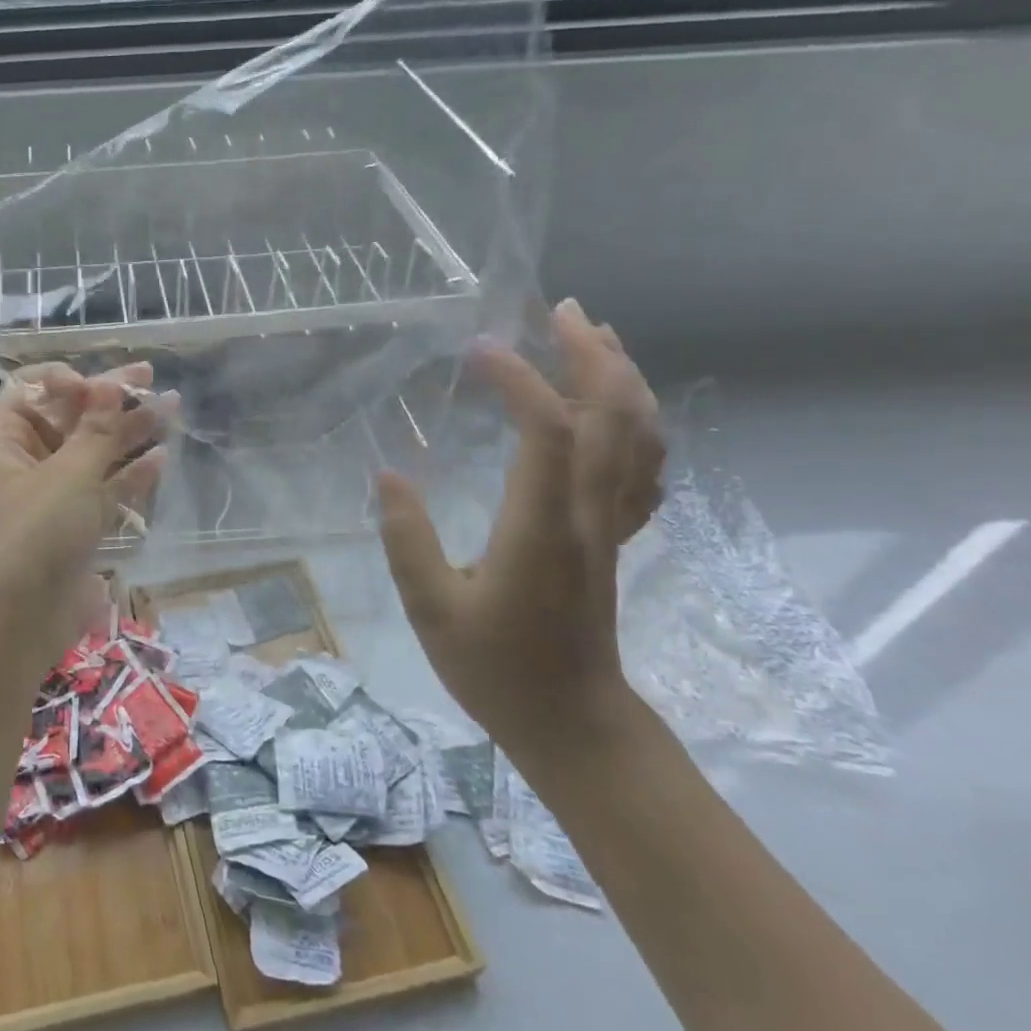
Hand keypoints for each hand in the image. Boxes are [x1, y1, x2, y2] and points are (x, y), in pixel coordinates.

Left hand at [0, 362, 171, 663]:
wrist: (18, 622)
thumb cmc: (34, 534)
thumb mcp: (68, 475)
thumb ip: (97, 430)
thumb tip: (112, 383)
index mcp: (6, 439)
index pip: (30, 389)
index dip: (65, 379)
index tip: (99, 384)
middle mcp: (27, 462)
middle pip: (69, 418)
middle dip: (109, 399)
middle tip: (150, 379)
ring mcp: (53, 496)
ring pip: (93, 453)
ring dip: (128, 433)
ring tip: (171, 409)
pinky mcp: (76, 526)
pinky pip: (105, 490)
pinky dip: (130, 475)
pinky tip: (160, 459)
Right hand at [376, 299, 663, 762]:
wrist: (572, 721)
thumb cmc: (495, 669)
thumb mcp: (431, 609)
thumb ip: (406, 538)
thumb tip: (388, 473)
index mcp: (541, 527)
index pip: (548, 431)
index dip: (521, 379)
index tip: (481, 347)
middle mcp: (587, 513)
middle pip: (612, 417)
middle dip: (591, 354)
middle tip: (559, 309)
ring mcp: (609, 524)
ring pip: (639, 436)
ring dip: (621, 377)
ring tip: (593, 336)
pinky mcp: (613, 536)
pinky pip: (642, 467)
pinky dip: (636, 422)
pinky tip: (614, 406)